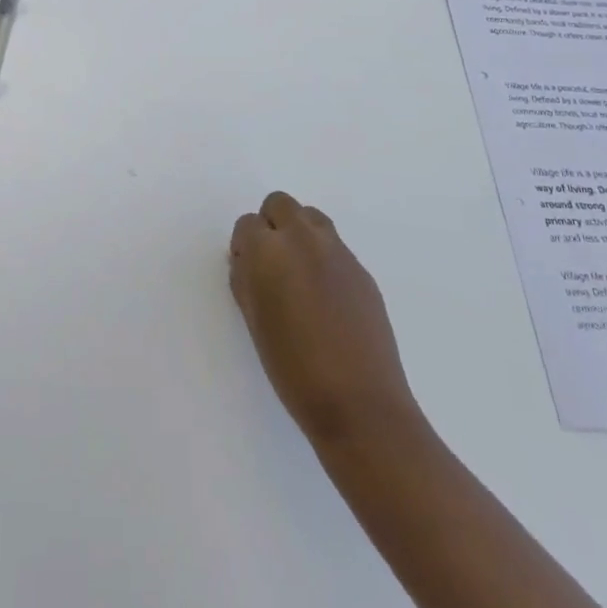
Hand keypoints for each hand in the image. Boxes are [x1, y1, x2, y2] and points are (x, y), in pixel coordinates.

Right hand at [230, 192, 420, 447]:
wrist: (359, 403)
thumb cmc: (293, 369)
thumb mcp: (254, 321)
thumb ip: (246, 280)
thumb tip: (249, 262)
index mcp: (268, 251)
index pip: (246, 224)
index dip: (244, 247)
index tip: (248, 273)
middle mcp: (302, 239)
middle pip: (280, 204)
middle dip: (271, 226)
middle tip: (272, 266)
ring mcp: (337, 251)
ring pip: (310, 217)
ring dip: (299, 233)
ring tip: (299, 275)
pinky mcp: (362, 269)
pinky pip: (334, 246)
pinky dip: (324, 257)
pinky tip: (326, 297)